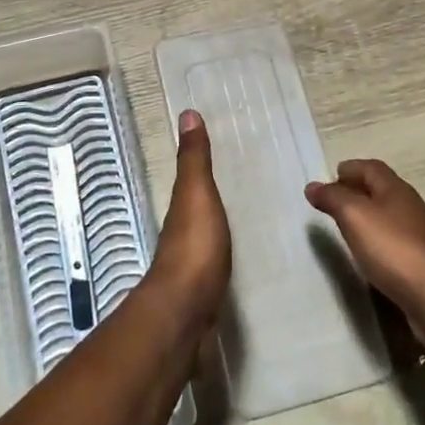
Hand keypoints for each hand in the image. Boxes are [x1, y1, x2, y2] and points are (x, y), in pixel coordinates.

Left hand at [148, 111, 231, 332]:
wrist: (186, 311)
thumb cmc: (194, 246)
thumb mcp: (196, 194)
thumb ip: (194, 160)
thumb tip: (187, 113)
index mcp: (182, 207)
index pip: (189, 180)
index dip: (198, 165)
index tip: (216, 148)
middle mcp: (182, 232)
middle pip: (195, 208)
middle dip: (209, 196)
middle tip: (240, 182)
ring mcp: (191, 263)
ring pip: (204, 234)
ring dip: (215, 224)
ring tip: (242, 217)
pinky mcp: (203, 289)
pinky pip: (215, 259)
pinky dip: (222, 250)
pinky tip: (234, 255)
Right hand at [306, 161, 424, 345]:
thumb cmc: (393, 249)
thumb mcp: (355, 217)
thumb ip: (333, 198)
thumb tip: (313, 185)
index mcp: (397, 189)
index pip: (372, 168)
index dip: (351, 168)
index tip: (332, 175)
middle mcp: (412, 206)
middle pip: (383, 190)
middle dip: (359, 190)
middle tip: (335, 200)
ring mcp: (422, 235)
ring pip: (391, 215)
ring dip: (370, 215)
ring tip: (348, 227)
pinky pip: (397, 240)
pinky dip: (380, 238)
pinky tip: (371, 253)